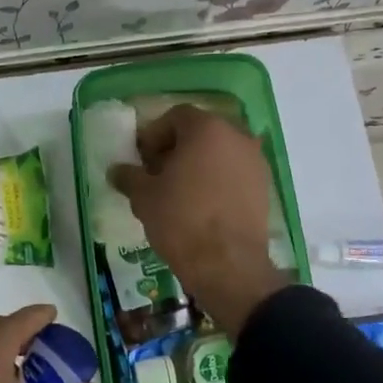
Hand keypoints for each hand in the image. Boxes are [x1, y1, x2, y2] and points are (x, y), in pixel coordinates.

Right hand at [110, 105, 287, 335]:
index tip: (142, 159)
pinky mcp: (265, 187)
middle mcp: (237, 136)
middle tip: (158, 173)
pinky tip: (202, 205)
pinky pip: (235, 172)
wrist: (228, 265)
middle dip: (177, 148)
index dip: (154, 135)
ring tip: (179, 191)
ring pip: (220, 152)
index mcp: (207, 128)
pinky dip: (218, 180)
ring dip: (199, 164)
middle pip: (201, 132)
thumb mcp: (144, 196)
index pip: (176, 116)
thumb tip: (117, 170)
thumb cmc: (181, 220)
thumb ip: (129, 176)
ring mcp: (255, 161)